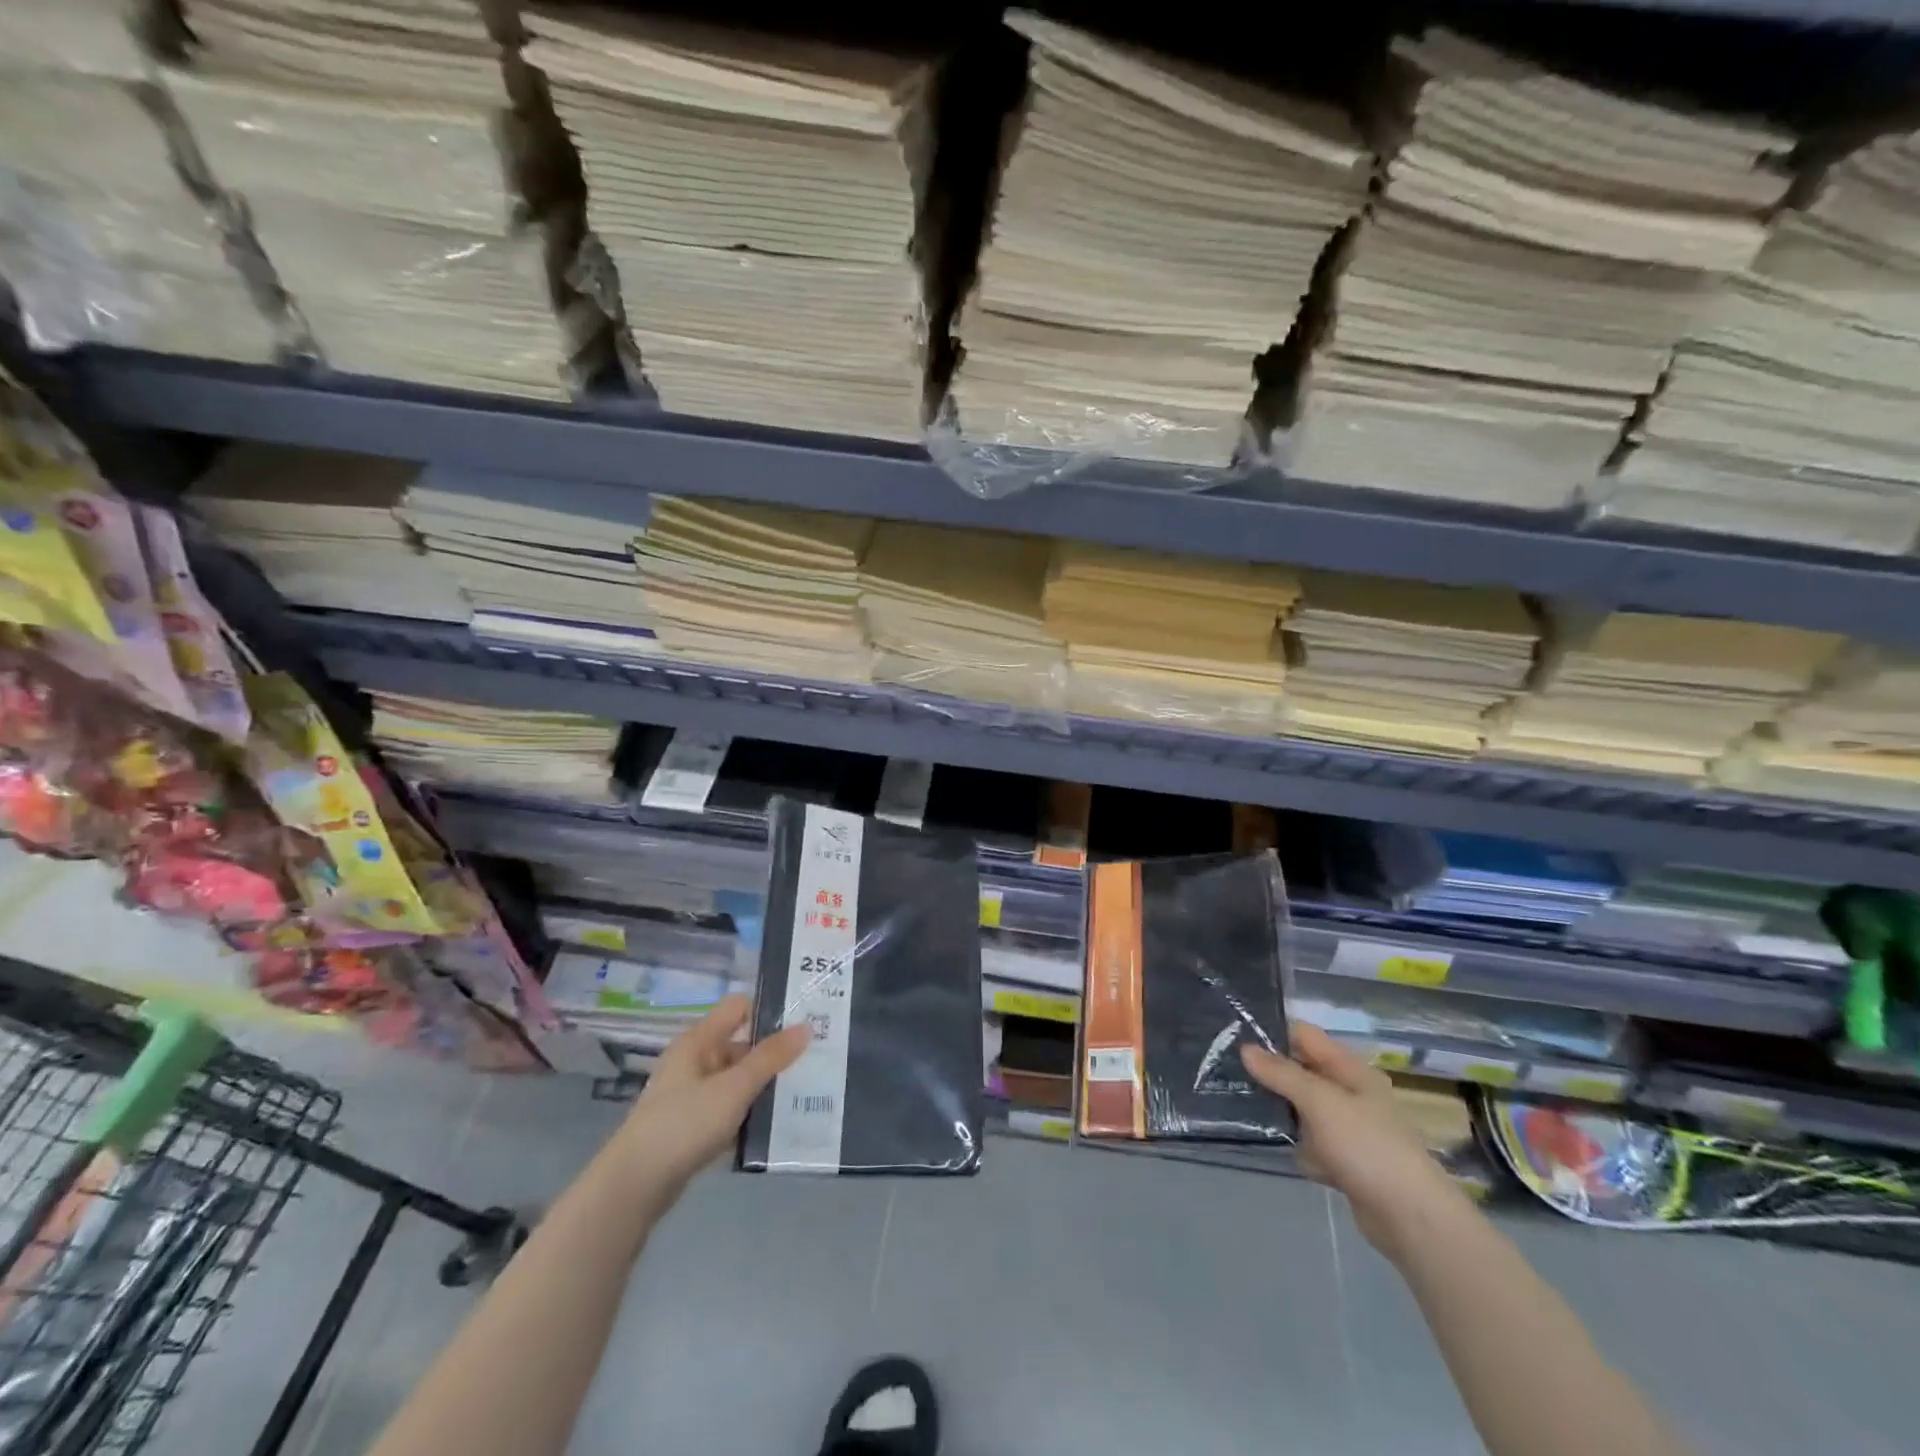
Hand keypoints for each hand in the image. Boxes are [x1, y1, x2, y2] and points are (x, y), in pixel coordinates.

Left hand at [607, 996, 807, 1210]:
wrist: (635, 1186)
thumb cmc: (685, 1123)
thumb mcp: (734, 1087)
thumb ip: (770, 1058)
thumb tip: (805, 1027)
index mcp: (699, 1040)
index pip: (739, 1007)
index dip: (769, 1009)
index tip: (805, 1018)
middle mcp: (695, 1061)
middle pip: (742, 1044)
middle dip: (775, 1052)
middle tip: (816, 1057)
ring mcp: (692, 1095)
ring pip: (738, 1079)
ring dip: (765, 1085)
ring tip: (805, 1090)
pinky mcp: (693, 1126)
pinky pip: (730, 1108)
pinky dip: (750, 1113)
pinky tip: (777, 1124)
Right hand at [1241, 1024, 1466, 1255]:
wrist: (1410, 1218)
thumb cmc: (1366, 1145)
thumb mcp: (1319, 1100)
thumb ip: (1281, 1073)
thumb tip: (1246, 1048)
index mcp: (1351, 1070)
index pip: (1305, 1037)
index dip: (1273, 1035)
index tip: (1234, 1039)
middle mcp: (1351, 1093)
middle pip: (1302, 1072)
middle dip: (1271, 1074)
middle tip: (1230, 1073)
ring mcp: (1349, 1129)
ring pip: (1303, 1109)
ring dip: (1281, 1111)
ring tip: (1241, 1106)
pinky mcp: (1346, 1161)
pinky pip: (1312, 1143)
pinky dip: (1299, 1146)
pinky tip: (1281, 1151)